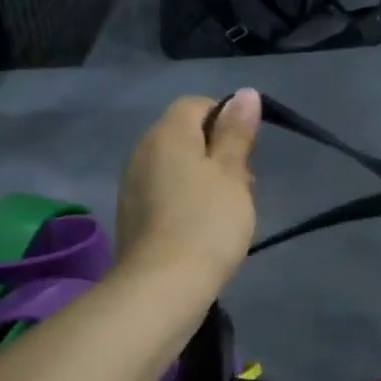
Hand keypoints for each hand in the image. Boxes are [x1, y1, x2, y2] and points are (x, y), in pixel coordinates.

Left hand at [115, 90, 260, 288]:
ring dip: (205, 178)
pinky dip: (187, 199)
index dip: (227, 119)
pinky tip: (204, 227)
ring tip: (229, 210)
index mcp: (167, 134)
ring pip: (177, 165)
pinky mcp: (133, 214)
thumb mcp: (232, 174)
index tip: (247, 152)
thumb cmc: (207, 223)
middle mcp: (143, 151)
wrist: (162, 287)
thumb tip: (244, 93)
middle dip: (218, 152)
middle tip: (245, 185)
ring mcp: (133, 184)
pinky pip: (165, 191)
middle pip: (185, 135)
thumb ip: (236, 133)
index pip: (196, 104)